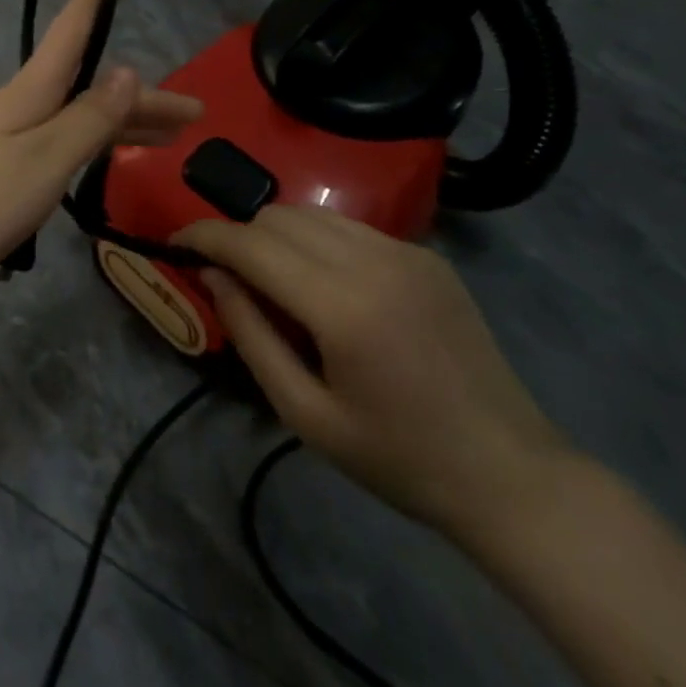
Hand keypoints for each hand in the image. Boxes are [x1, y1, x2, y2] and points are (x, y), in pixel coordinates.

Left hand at [0, 0, 202, 299]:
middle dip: (145, 92)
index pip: (79, 22)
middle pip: (94, 82)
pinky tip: (118, 156)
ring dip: (129, 122)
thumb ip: (91, 115)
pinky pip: (67, 139)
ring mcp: (16, 133)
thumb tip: (127, 69)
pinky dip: (99, 143)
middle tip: (196, 112)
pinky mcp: (10, 164)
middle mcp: (25, 101)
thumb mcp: (48, 157)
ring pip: (84, 114)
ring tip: (176, 139)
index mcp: (32, 88)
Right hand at [177, 205, 569, 541]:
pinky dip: (316, 241)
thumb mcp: (305, 413)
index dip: (204, 235)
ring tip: (270, 280)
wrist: (510, 473)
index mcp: (342, 306)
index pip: (251, 243)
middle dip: (239, 236)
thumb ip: (251, 335)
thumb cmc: (397, 458)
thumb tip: (214, 275)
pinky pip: (349, 228)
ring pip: (312, 214)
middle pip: (277, 216)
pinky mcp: (427, 256)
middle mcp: (374, 261)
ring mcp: (406, 252)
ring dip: (275, 234)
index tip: (175, 243)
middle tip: (223, 276)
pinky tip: (322, 286)